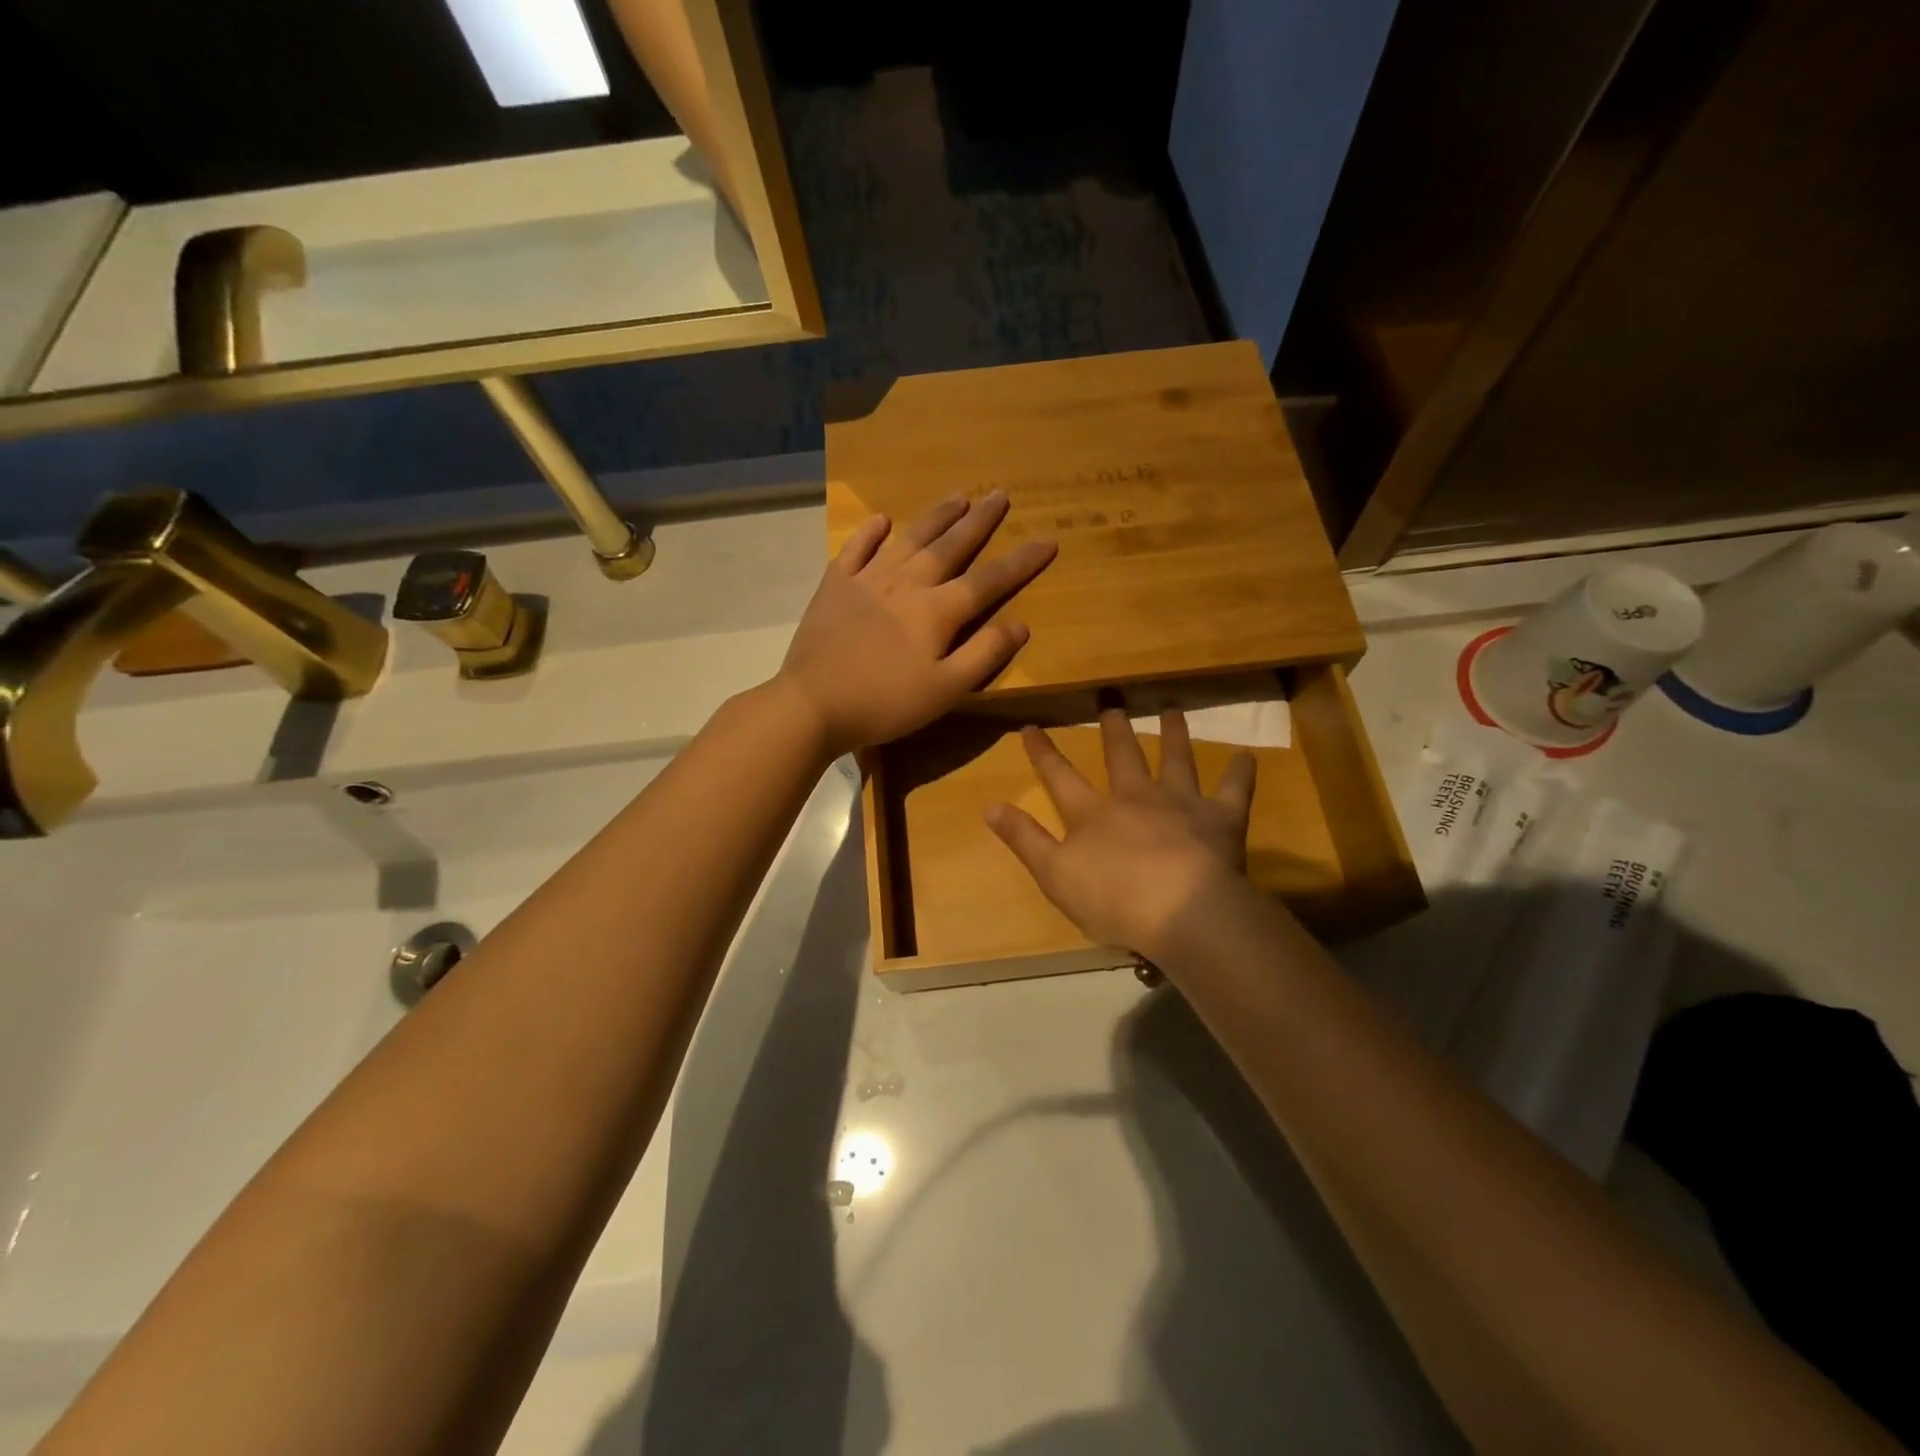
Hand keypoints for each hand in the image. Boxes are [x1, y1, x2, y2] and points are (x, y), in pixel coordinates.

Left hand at [776, 492, 1055, 756]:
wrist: (813, 703)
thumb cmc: (886, 703)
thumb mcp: (946, 690)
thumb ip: (984, 655)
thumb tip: (1020, 624)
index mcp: (938, 611)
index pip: (989, 580)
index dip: (1021, 562)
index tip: (1047, 540)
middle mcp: (907, 584)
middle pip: (950, 546)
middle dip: (979, 521)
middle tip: (999, 494)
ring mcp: (868, 580)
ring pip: (909, 539)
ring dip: (936, 516)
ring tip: (958, 496)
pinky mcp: (835, 586)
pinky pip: (856, 549)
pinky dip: (870, 532)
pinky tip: (882, 520)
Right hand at [986, 709, 1257, 962]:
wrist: (1180, 910)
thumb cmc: (1112, 899)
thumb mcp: (1054, 874)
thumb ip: (1024, 838)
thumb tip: (989, 805)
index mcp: (1093, 813)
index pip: (1060, 776)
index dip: (1043, 752)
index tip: (1030, 725)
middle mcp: (1135, 797)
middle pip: (1122, 756)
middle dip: (1114, 730)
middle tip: (1112, 702)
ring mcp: (1180, 803)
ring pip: (1176, 759)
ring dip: (1173, 734)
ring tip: (1171, 710)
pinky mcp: (1220, 819)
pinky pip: (1233, 790)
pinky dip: (1240, 773)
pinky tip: (1248, 756)